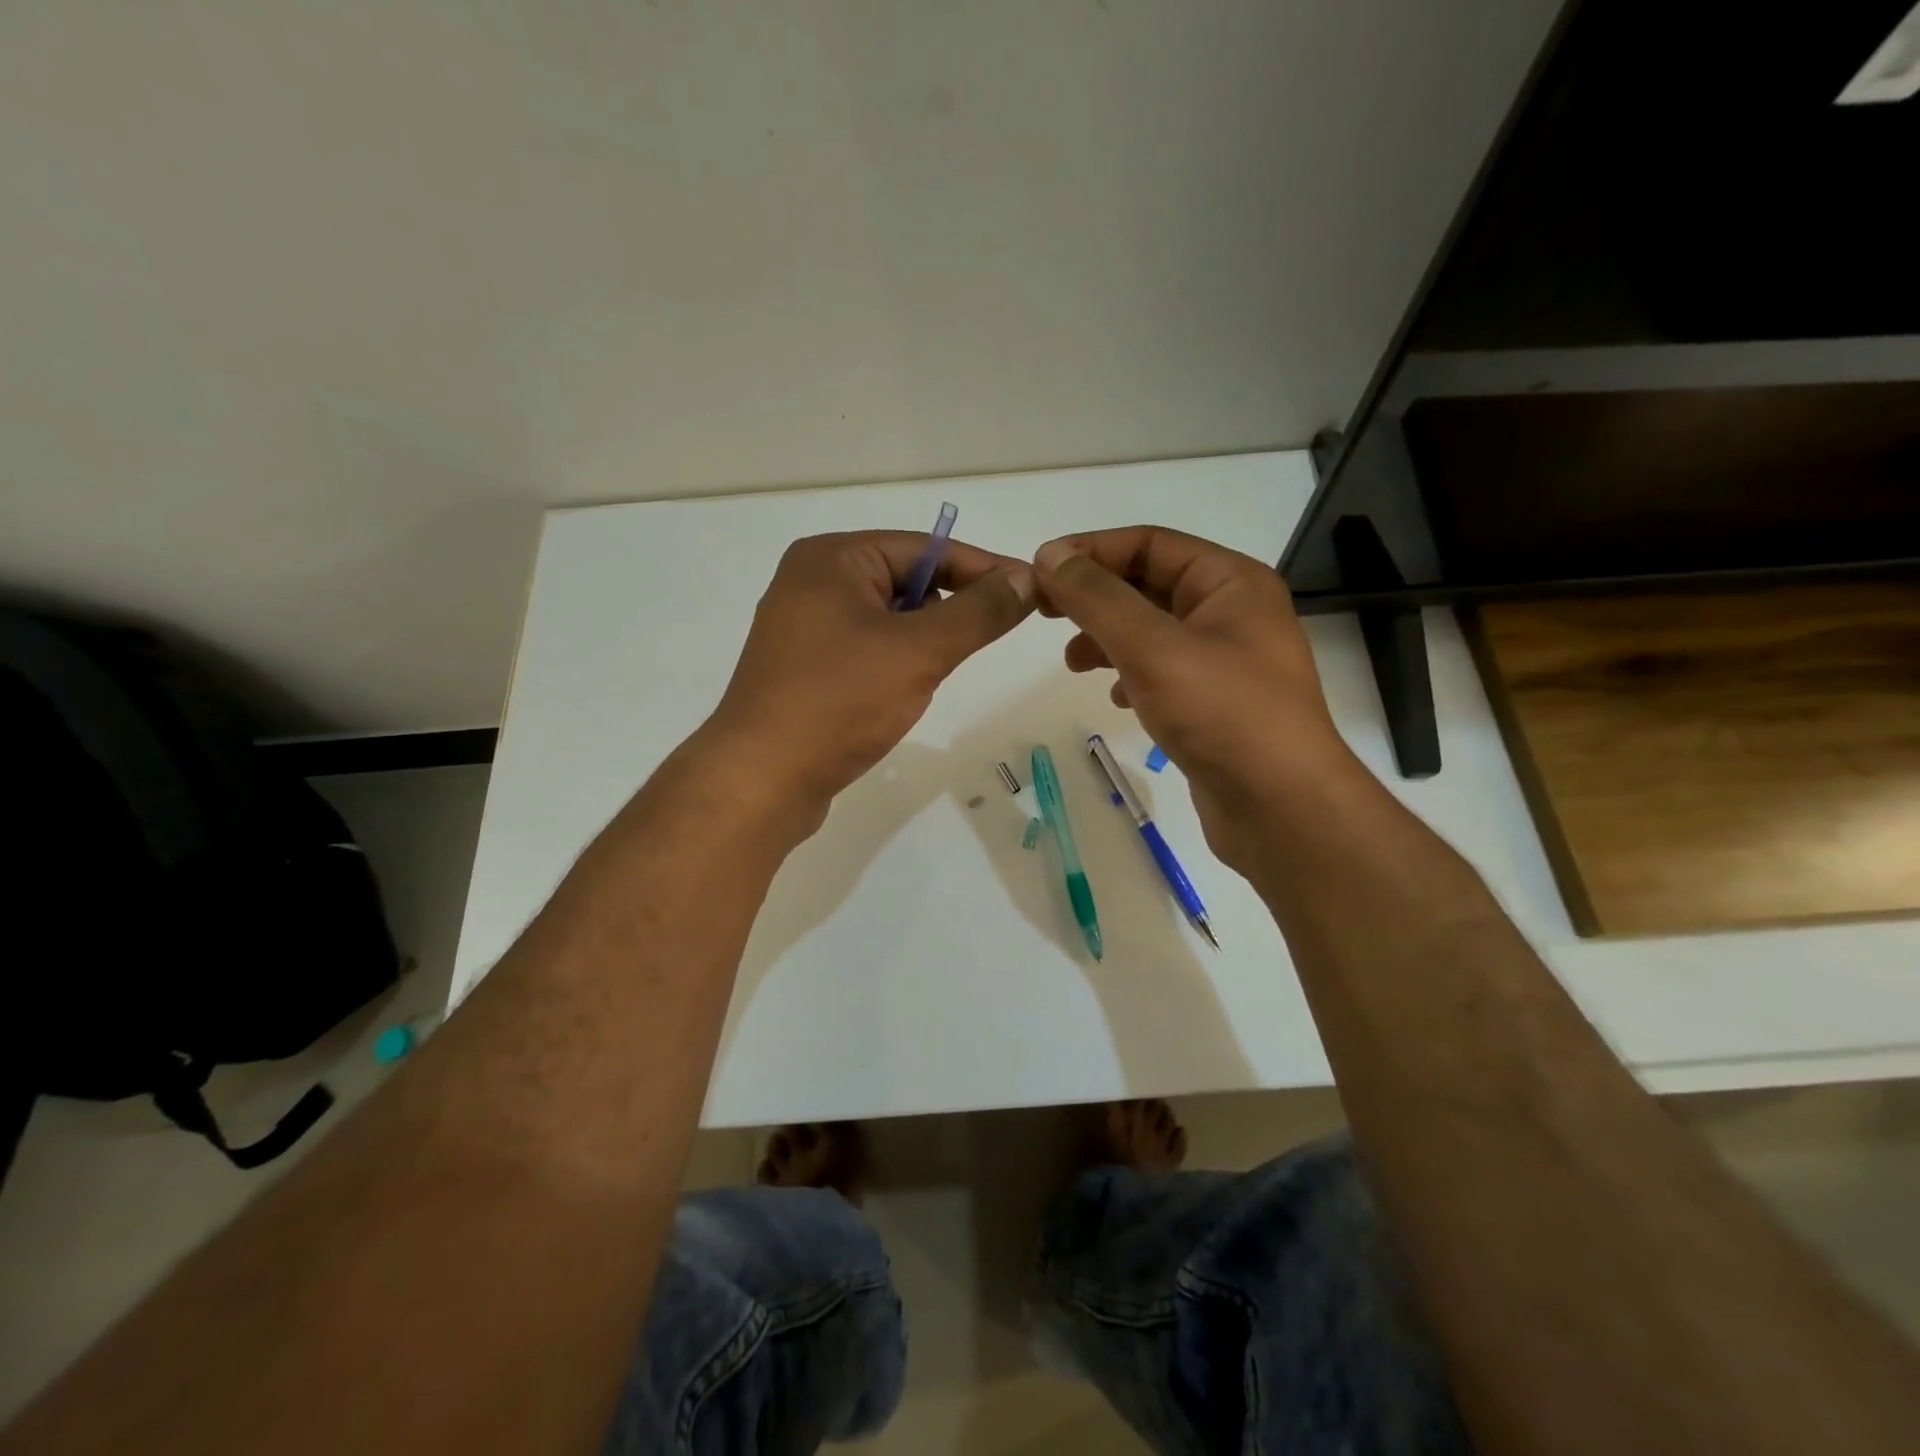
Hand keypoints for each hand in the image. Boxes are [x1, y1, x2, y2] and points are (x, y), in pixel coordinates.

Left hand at [703, 530, 1034, 822]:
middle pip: (905, 580)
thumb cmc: (840, 701)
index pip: (926, 548)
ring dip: (921, 642)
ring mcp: (803, 628)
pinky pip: (865, 650)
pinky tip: (901, 694)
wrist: (761, 779)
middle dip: (948, 609)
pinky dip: (894, 663)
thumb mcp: (919, 651)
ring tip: (932, 674)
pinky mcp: (803, 669)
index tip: (1031, 590)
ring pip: (887, 620)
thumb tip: (1025, 577)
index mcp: (832, 558)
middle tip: (984, 639)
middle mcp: (812, 582)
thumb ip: (978, 611)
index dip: (983, 568)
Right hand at [1032, 527, 1357, 867]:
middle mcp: (1233, 613)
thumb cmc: (1222, 715)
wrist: (1282, 809)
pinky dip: (1131, 676)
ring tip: (1073, 663)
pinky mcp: (1216, 704)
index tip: (1039, 570)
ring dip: (1108, 638)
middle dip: (1095, 597)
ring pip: (1152, 632)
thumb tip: (1050, 556)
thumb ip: (1097, 599)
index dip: (1091, 551)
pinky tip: (1115, 698)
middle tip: (1044, 614)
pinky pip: (1163, 672)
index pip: (1150, 543)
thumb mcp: (1152, 647)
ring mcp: (1227, 662)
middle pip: (1149, 584)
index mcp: (1230, 582)